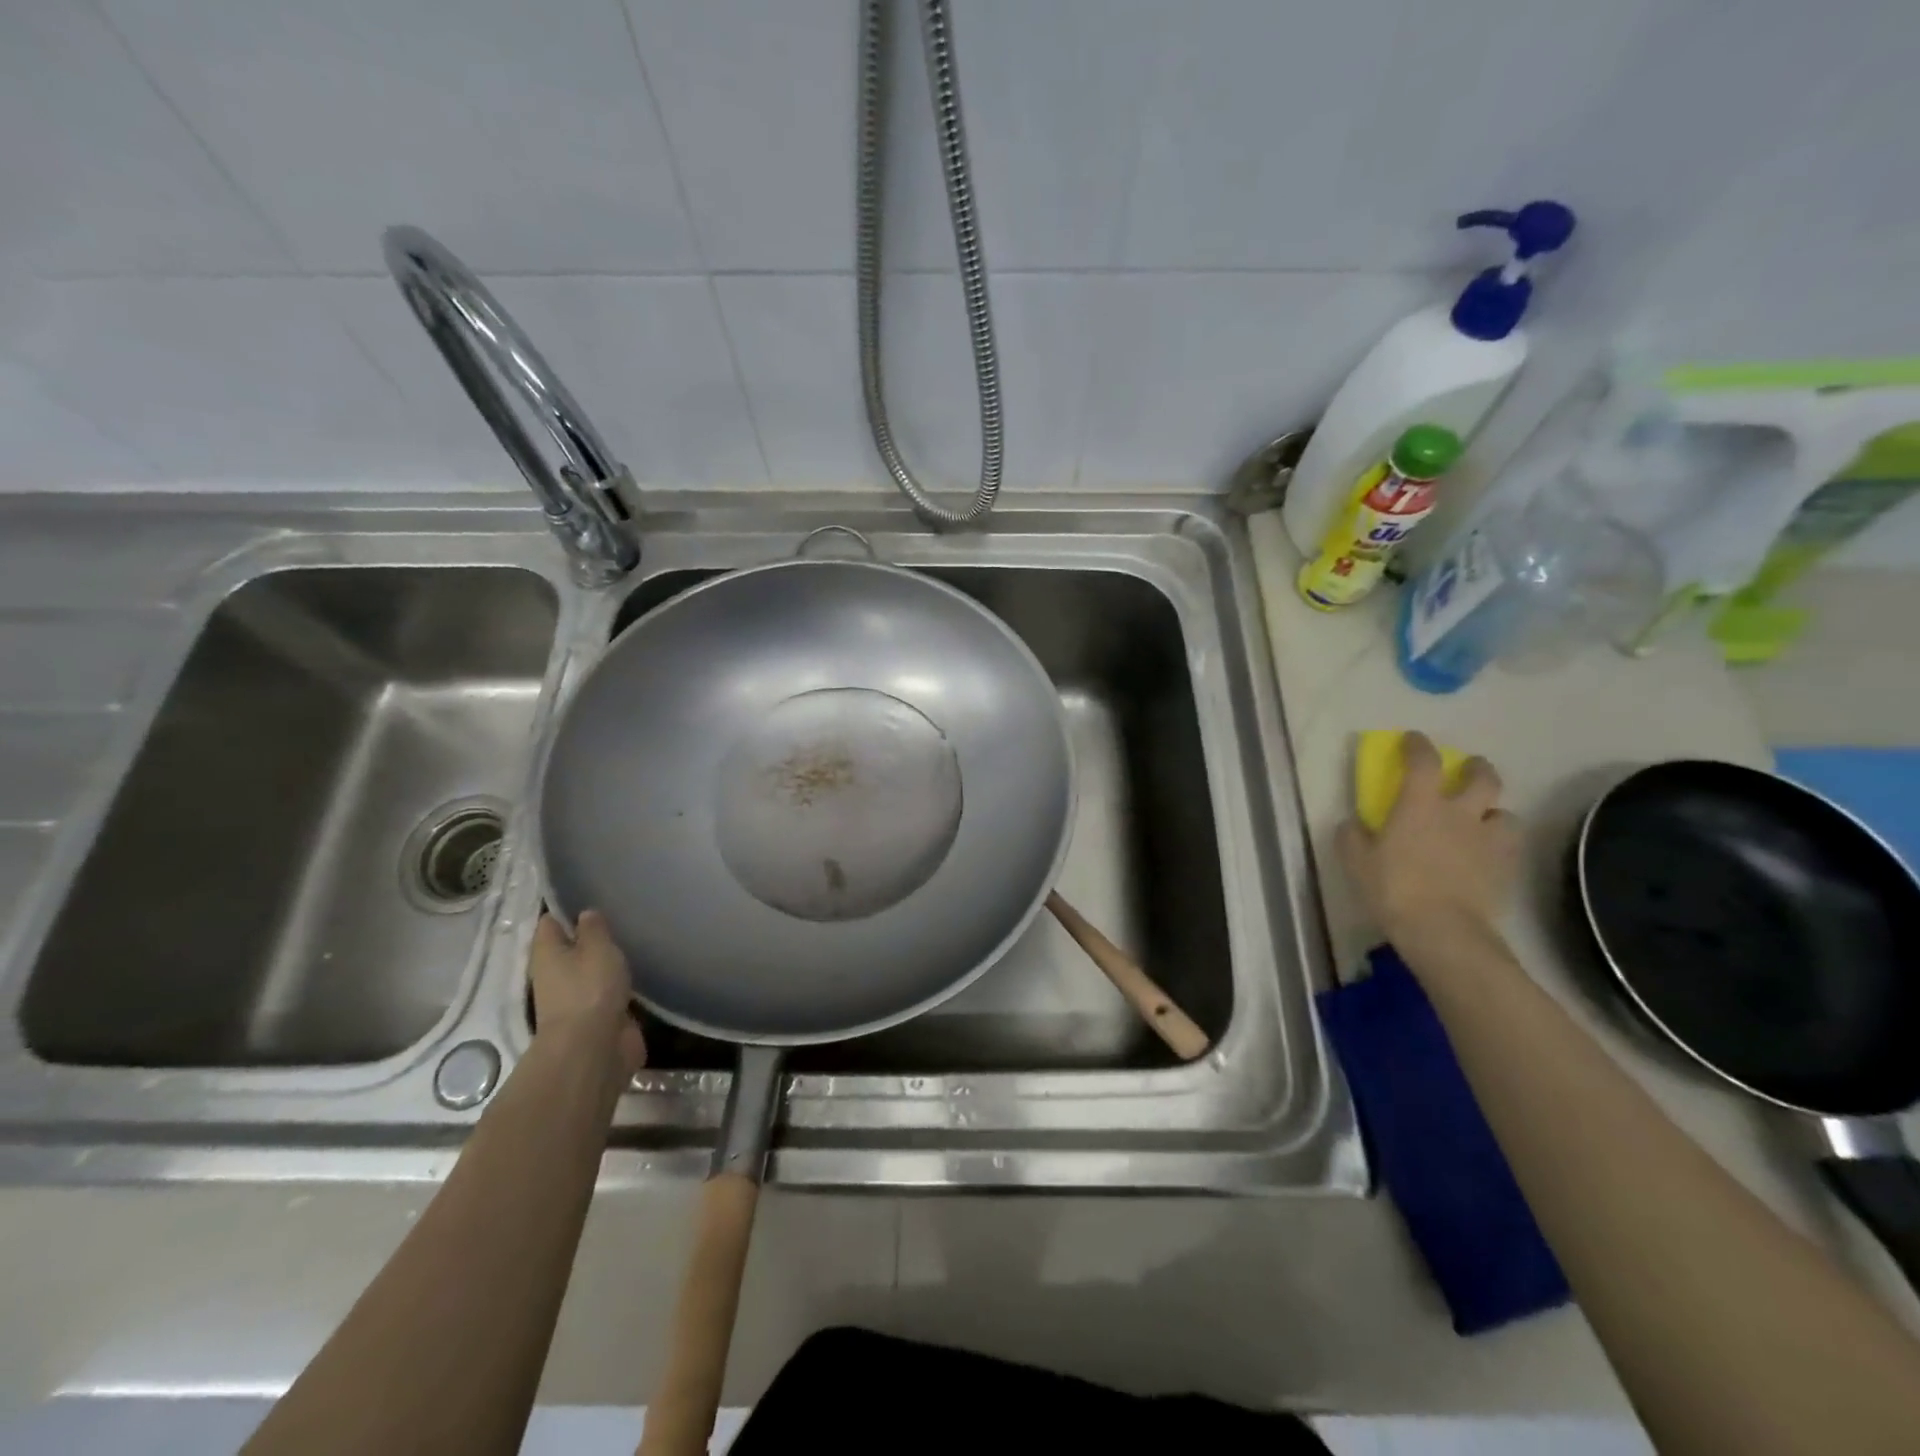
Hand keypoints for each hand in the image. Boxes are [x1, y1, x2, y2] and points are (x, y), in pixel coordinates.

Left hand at [529, 911, 645, 1081]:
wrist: (593, 1049)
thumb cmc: (589, 989)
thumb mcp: (596, 948)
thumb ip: (593, 928)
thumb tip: (585, 914)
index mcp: (547, 954)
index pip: (550, 922)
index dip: (567, 909)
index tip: (591, 894)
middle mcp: (556, 974)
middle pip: (570, 947)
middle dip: (591, 935)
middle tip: (622, 914)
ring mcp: (576, 998)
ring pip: (591, 970)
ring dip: (607, 961)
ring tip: (635, 938)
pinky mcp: (598, 1016)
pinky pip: (609, 991)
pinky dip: (620, 983)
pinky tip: (641, 969)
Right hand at [1337, 732, 1519, 942]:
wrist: (1442, 929)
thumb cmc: (1392, 888)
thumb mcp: (1355, 860)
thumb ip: (1352, 835)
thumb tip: (1354, 823)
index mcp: (1419, 804)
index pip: (1423, 761)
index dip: (1418, 745)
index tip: (1412, 740)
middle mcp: (1459, 813)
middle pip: (1483, 777)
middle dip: (1476, 768)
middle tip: (1466, 771)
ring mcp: (1488, 840)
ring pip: (1505, 812)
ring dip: (1494, 812)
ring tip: (1483, 822)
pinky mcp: (1506, 868)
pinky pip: (1510, 846)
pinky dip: (1500, 844)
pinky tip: (1488, 855)